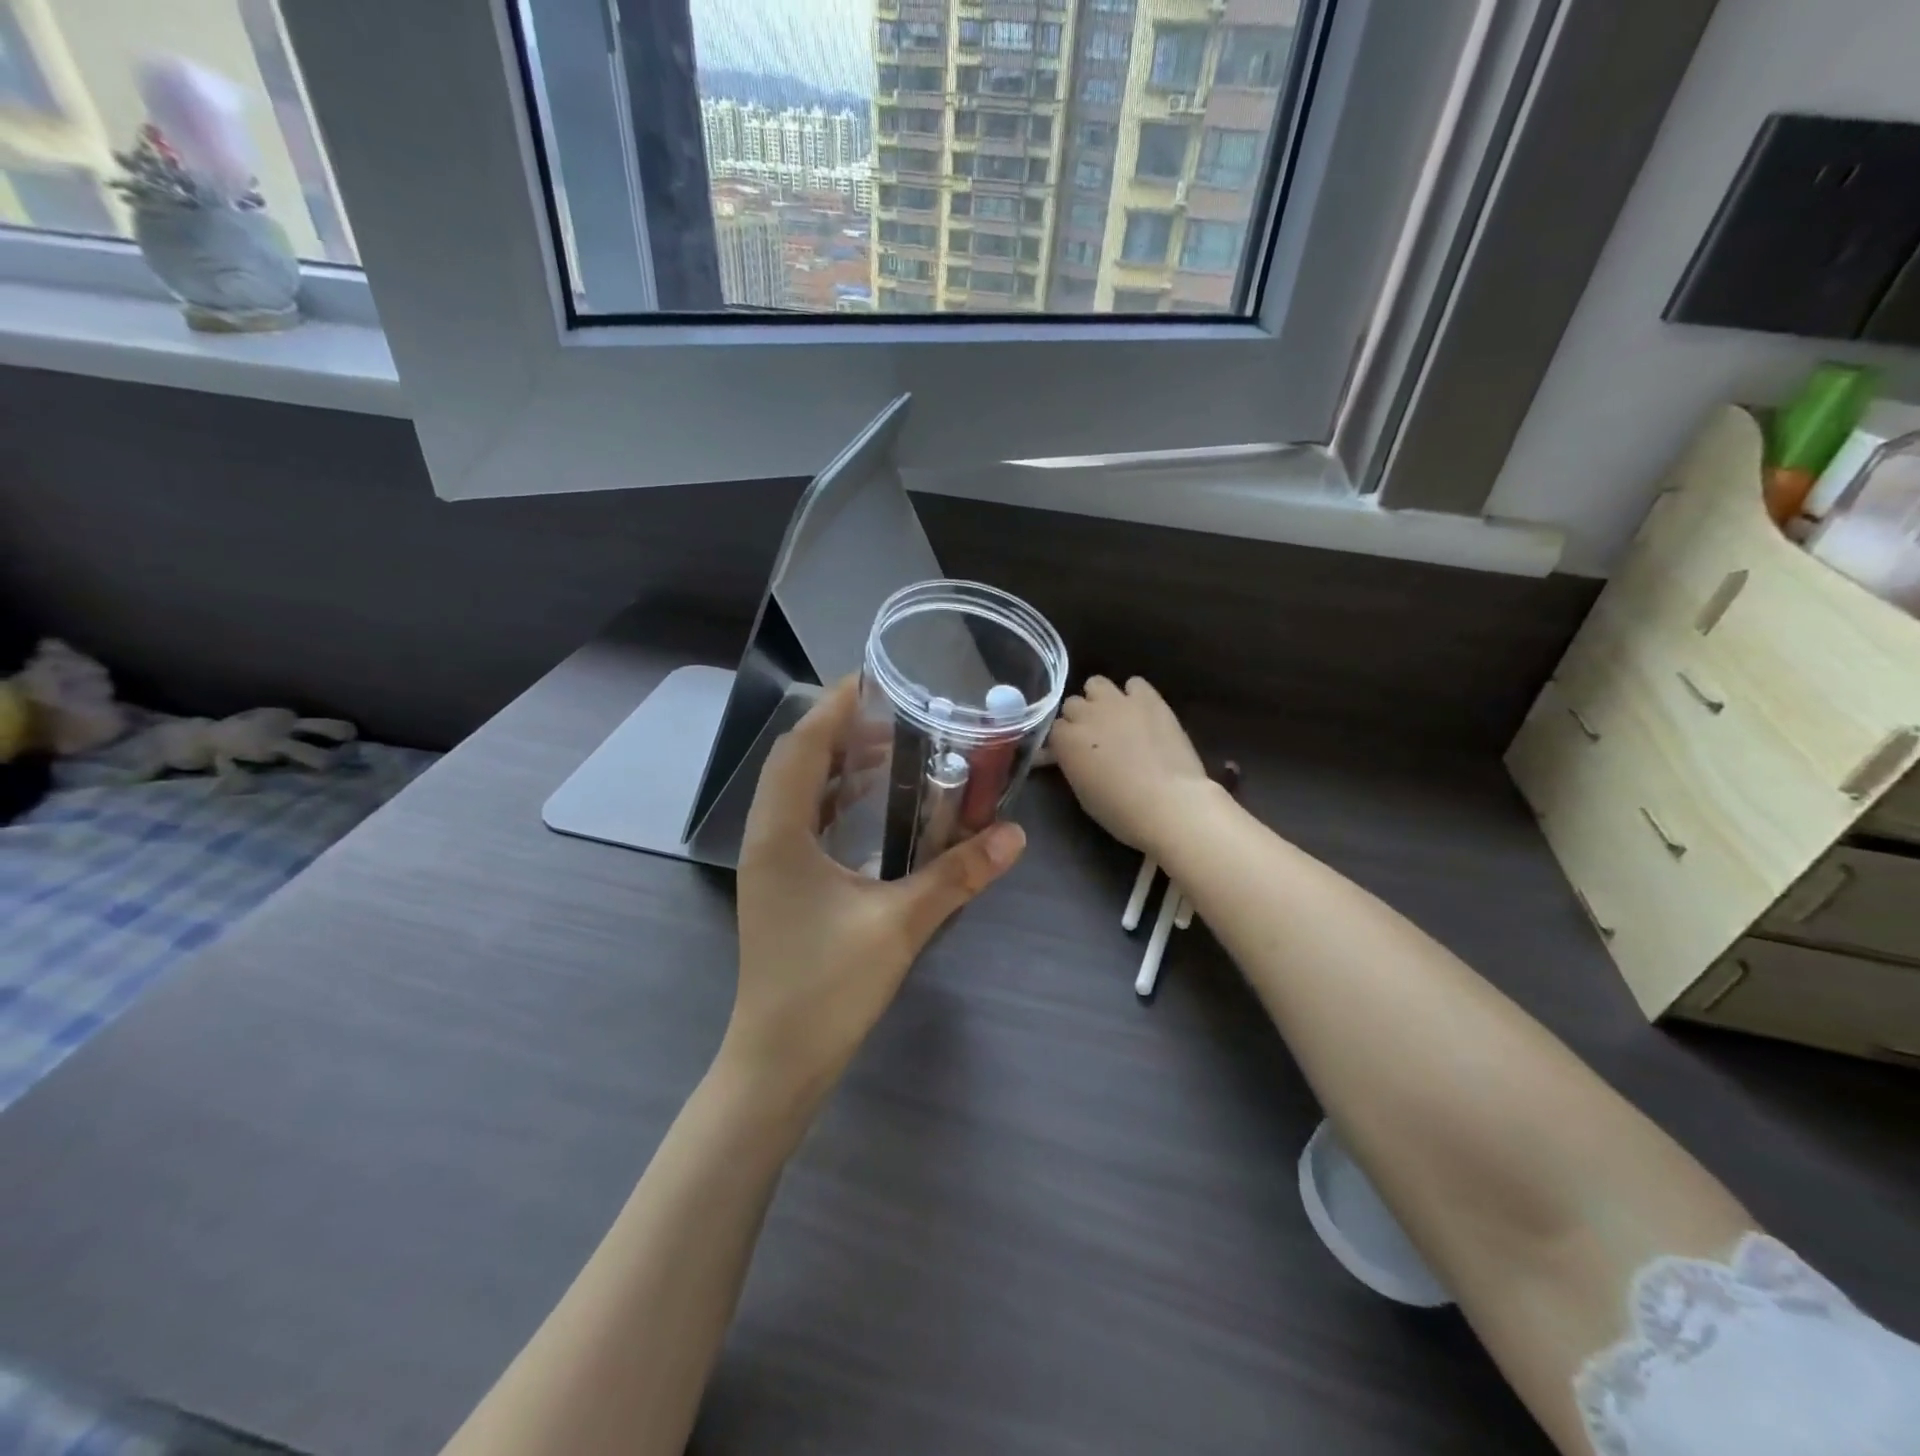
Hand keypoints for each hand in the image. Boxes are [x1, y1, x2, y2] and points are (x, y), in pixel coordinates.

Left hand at [724, 678, 1026, 1106]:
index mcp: (780, 834)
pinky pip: (806, 821)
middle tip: (897, 712)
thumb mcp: (899, 924)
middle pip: (797, 761)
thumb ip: (957, 875)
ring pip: (799, 792)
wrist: (778, 1061)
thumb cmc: (827, 989)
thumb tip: (1014, 834)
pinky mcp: (782, 885)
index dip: (834, 706)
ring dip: (839, 764)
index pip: (801, 746)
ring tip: (892, 748)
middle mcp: (766, 837)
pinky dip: (837, 800)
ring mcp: (770, 863)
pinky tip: (875, 806)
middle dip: (842, 730)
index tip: (874, 677)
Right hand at [1048, 676, 1213, 857]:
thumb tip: (1064, 755)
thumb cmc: (1121, 810)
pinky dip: (1134, 695)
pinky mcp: (1149, 698)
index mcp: (1065, 740)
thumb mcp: (1082, 792)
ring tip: (1114, 717)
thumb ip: (1071, 764)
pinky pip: (1134, 684)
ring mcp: (1118, 702)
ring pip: (1096, 684)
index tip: (1073, 752)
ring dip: (1100, 699)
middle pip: (1072, 704)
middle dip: (1079, 718)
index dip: (1064, 740)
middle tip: (1094, 737)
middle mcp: (1086, 713)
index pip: (1054, 728)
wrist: (1169, 803)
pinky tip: (1142, 712)